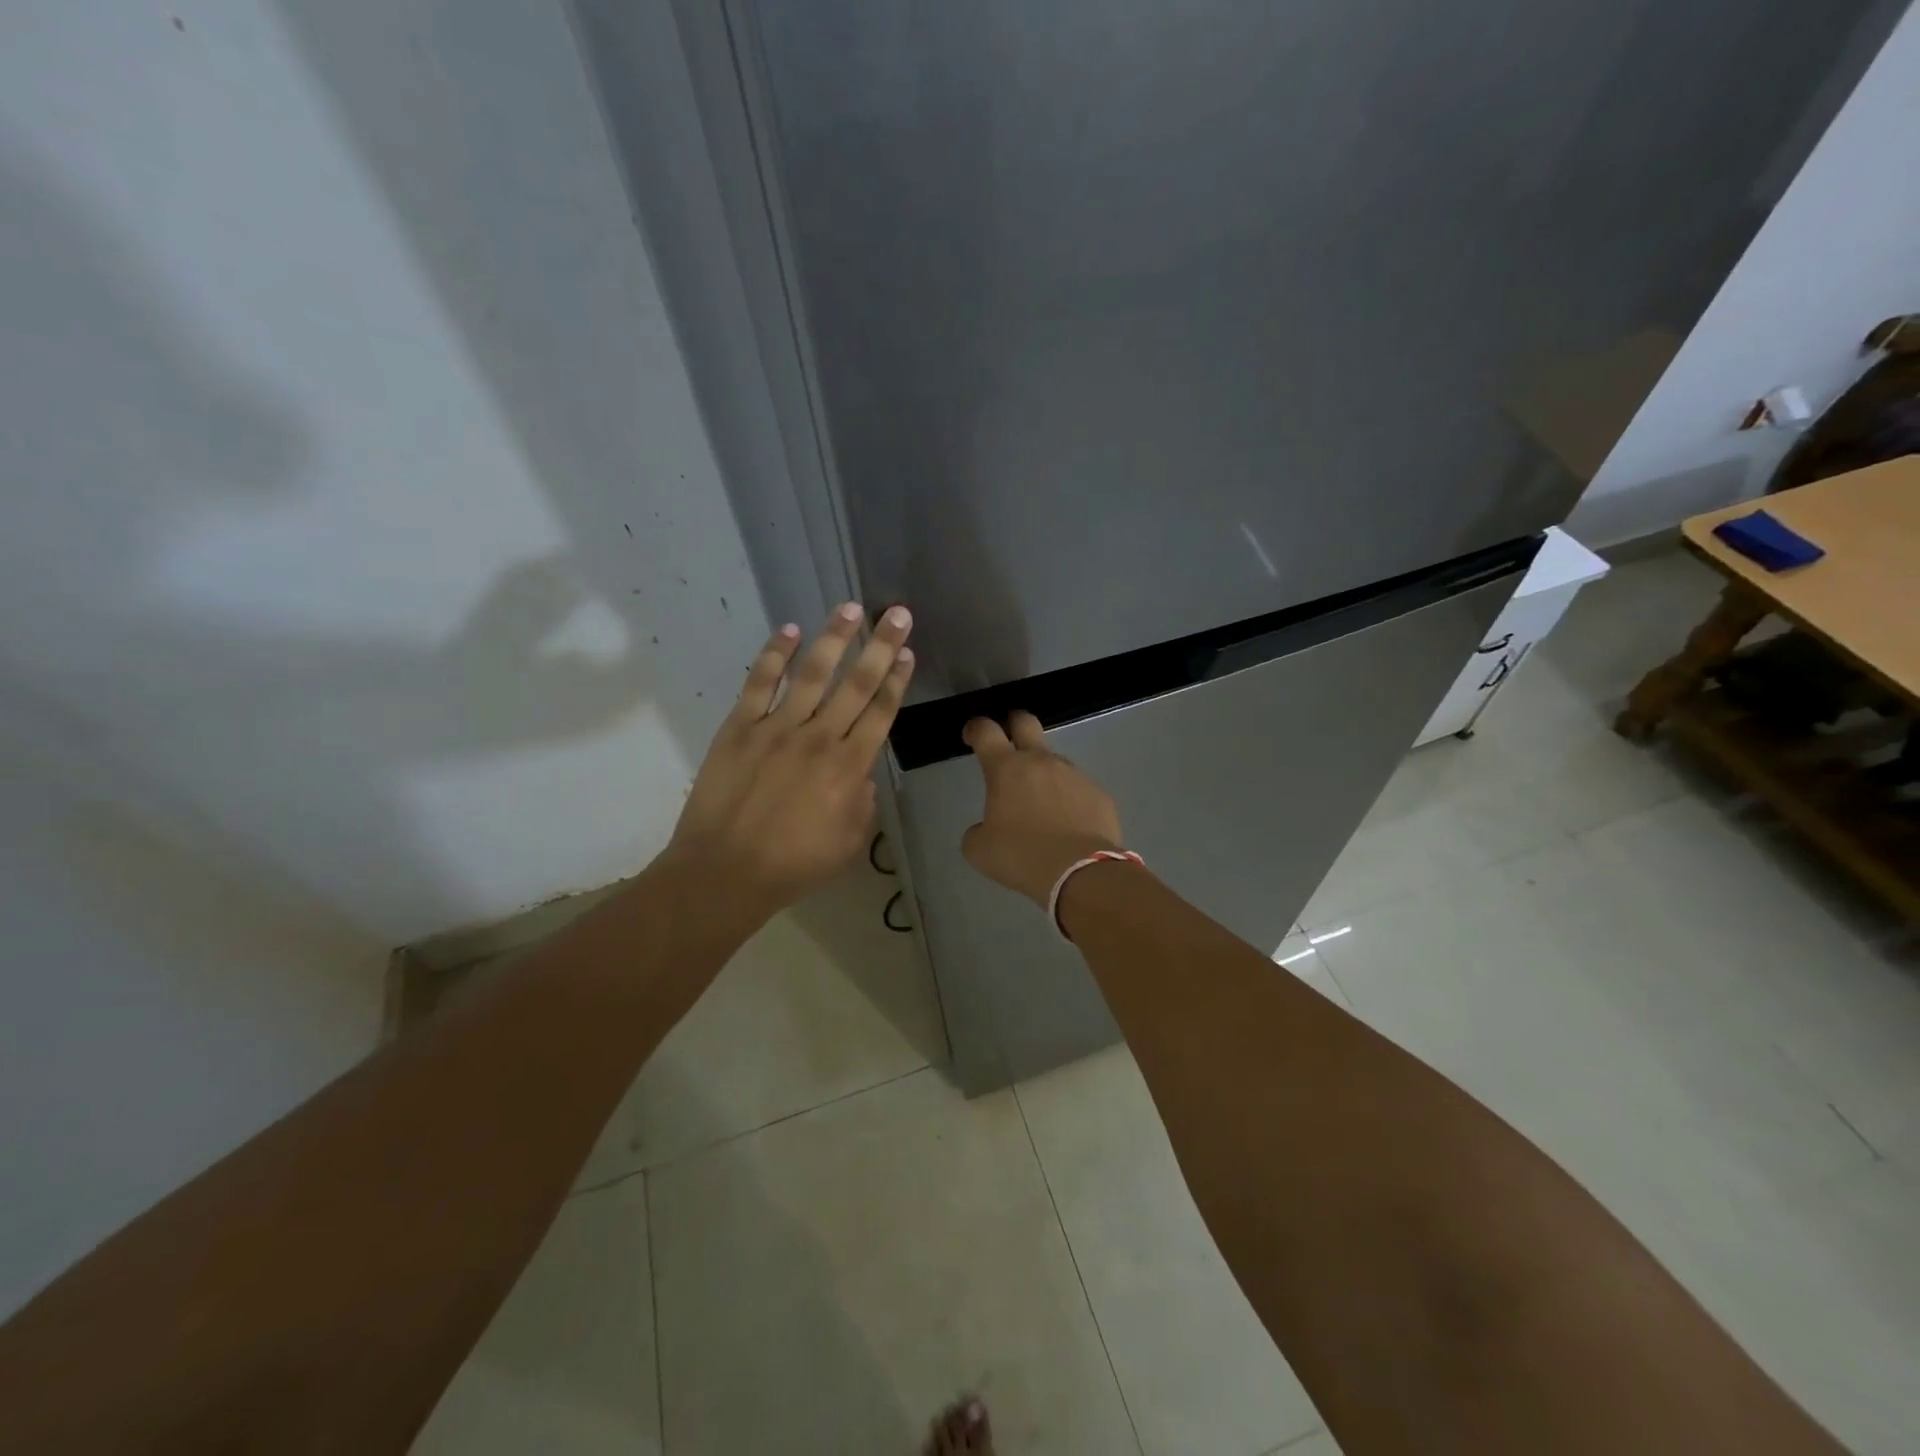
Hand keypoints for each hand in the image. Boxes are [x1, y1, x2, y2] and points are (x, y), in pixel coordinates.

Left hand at [669, 602, 913, 914]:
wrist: (725, 872)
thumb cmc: (793, 865)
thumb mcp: (850, 842)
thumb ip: (863, 801)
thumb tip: (860, 773)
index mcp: (850, 767)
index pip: (881, 712)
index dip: (896, 679)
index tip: (907, 652)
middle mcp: (819, 738)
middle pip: (857, 684)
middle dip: (880, 646)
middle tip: (896, 614)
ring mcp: (777, 728)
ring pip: (812, 673)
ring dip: (834, 638)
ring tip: (850, 609)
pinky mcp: (740, 728)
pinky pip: (759, 683)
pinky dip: (774, 655)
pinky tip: (789, 631)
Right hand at [961, 711, 1123, 907]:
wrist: (1081, 873)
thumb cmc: (1021, 856)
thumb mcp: (980, 850)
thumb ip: (978, 831)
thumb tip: (986, 828)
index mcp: (1006, 769)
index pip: (986, 731)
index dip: (976, 728)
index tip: (971, 735)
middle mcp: (1041, 762)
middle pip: (1027, 722)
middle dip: (1014, 724)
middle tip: (1009, 740)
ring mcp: (1074, 775)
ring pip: (1055, 762)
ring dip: (1044, 775)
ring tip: (1041, 807)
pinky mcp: (1099, 794)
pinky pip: (1078, 789)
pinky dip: (1069, 800)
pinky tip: (1068, 826)